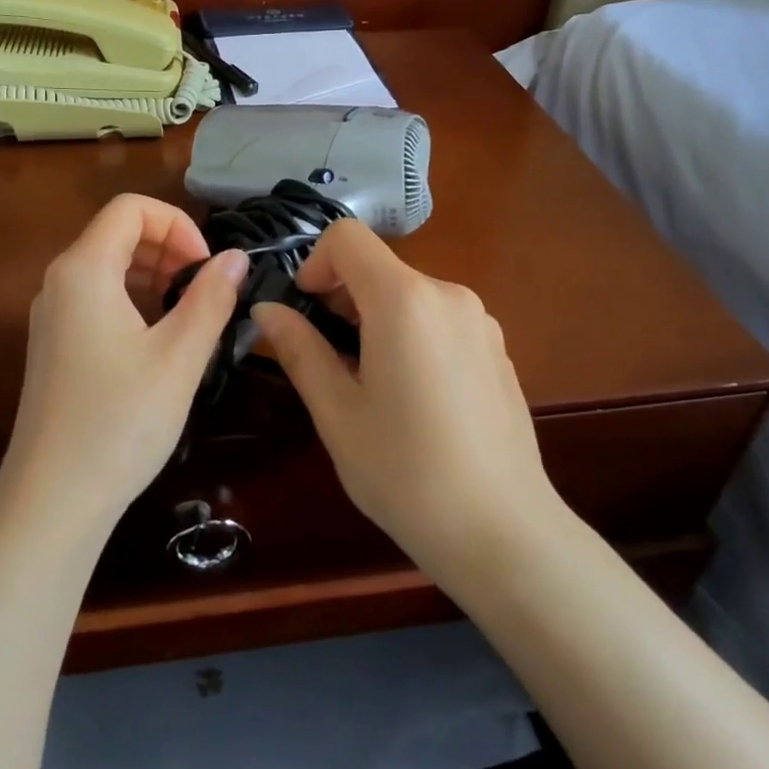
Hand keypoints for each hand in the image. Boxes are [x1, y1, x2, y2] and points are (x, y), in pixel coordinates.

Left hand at [0, 194, 246, 531]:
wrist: (53, 499)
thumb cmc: (120, 421)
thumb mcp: (179, 357)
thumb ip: (211, 298)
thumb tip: (236, 258)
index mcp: (83, 270)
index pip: (131, 208)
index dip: (178, 225)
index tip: (208, 267)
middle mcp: (58, 282)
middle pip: (117, 233)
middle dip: (169, 247)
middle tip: (206, 290)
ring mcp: (51, 316)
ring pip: (108, 267)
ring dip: (154, 274)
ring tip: (190, 313)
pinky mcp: (54, 345)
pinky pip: (97, 299)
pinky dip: (134, 300)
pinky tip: (160, 339)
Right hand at [252, 221, 558, 571]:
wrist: (502, 531)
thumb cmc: (405, 472)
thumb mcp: (337, 412)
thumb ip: (300, 349)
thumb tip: (267, 311)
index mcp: (405, 301)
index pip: (347, 237)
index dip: (314, 264)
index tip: (304, 311)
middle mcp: (449, 295)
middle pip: (379, 268)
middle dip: (342, 299)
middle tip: (327, 361)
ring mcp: (481, 322)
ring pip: (409, 296)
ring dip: (376, 321)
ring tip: (369, 386)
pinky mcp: (497, 349)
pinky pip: (439, 321)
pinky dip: (411, 337)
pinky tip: (414, 400)